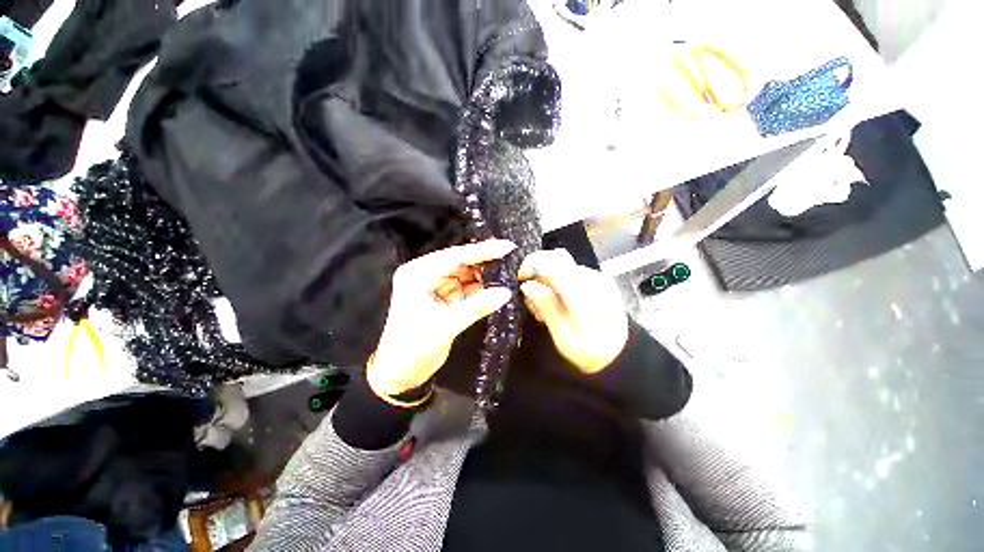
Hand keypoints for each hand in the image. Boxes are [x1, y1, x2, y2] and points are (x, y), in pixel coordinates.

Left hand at [367, 240, 515, 397]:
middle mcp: (426, 274)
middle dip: (486, 262)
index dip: (482, 251)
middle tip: (513, 259)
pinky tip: (498, 286)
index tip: (507, 247)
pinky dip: (481, 289)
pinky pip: (466, 289)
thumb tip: (506, 292)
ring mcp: (436, 286)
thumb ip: (477, 307)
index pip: (455, 256)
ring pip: (466, 275)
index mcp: (418, 274)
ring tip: (510, 270)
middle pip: (461, 263)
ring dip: (486, 275)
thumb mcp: (445, 326)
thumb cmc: (413, 348)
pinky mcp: (444, 298)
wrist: (399, 374)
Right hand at [519, 249, 628, 373]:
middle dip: (537, 269)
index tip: (519, 279)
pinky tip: (556, 300)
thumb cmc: (589, 350)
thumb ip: (546, 306)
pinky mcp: (597, 278)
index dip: (530, 266)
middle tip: (529, 292)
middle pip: (556, 257)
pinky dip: (557, 280)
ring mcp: (597, 276)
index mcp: (584, 293)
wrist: (619, 354)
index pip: (551, 264)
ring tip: (543, 304)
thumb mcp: (562, 335)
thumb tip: (527, 285)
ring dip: (546, 276)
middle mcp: (593, 278)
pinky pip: (570, 270)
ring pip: (561, 263)